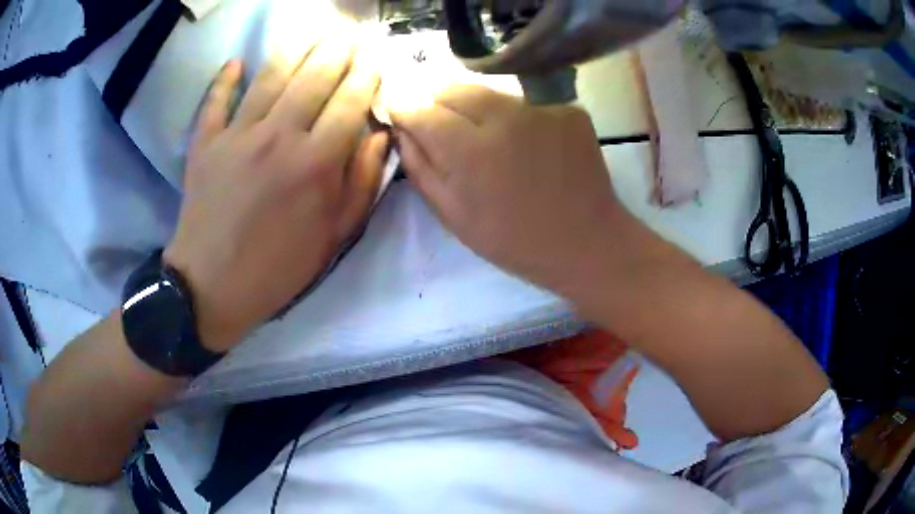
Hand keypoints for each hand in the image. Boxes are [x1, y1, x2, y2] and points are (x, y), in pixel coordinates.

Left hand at [165, 38, 388, 351]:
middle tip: (349, 29)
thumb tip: (380, 136)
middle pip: (314, 77)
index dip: (366, 74)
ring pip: (271, 77)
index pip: (350, 101)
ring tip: (311, 29)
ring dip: (295, 48)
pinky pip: (215, 101)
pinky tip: (236, 62)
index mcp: (315, 163)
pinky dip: (224, 80)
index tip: (375, 56)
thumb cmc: (277, 268)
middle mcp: (278, 136)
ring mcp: (237, 135)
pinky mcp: (205, 143)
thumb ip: (362, 184)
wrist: (212, 287)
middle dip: (337, 49)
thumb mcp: (334, 238)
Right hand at [390, 86, 631, 292]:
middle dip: (438, 103)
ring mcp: (541, 108)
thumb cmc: (515, 240)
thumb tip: (402, 128)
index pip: (421, 109)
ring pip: (490, 93)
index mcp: (470, 151)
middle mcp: (505, 117)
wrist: (587, 243)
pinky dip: (515, 117)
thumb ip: (421, 167)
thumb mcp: (454, 216)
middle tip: (443, 127)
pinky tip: (525, 143)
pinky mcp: (568, 110)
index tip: (401, 112)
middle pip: (454, 89)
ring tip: (486, 139)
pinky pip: (525, 103)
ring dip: (476, 109)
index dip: (406, 109)